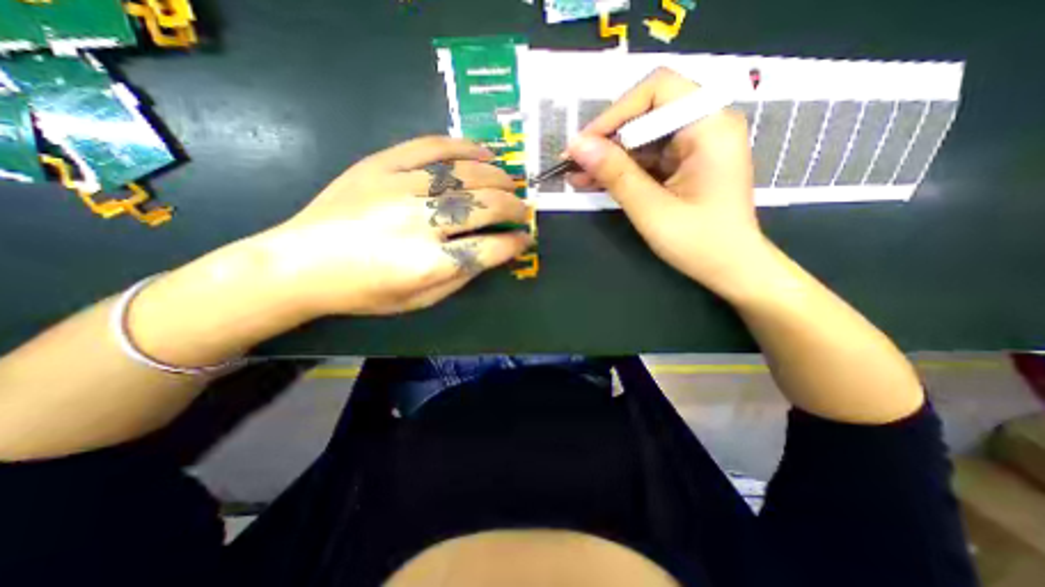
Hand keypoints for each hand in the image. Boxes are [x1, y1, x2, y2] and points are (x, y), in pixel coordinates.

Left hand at [249, 135, 531, 315]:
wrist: (300, 264)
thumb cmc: (364, 292)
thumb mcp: (420, 300)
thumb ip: (462, 275)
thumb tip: (494, 250)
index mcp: (430, 263)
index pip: (491, 248)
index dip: (515, 243)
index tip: (525, 238)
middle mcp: (421, 222)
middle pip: (486, 206)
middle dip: (514, 207)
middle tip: (523, 209)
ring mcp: (401, 188)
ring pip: (467, 174)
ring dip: (498, 177)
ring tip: (510, 182)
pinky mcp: (381, 165)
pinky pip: (432, 147)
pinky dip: (464, 146)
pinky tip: (483, 151)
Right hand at [567, 69, 769, 296]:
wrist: (731, 269)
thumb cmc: (699, 243)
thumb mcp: (651, 209)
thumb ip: (615, 174)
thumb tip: (577, 146)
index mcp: (710, 127)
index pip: (658, 90)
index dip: (615, 113)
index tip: (584, 144)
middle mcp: (706, 125)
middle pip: (647, 113)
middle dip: (607, 138)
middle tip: (574, 163)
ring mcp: (695, 146)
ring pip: (642, 138)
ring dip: (609, 157)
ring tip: (576, 176)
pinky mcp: (684, 164)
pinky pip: (646, 158)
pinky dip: (621, 170)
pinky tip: (594, 182)